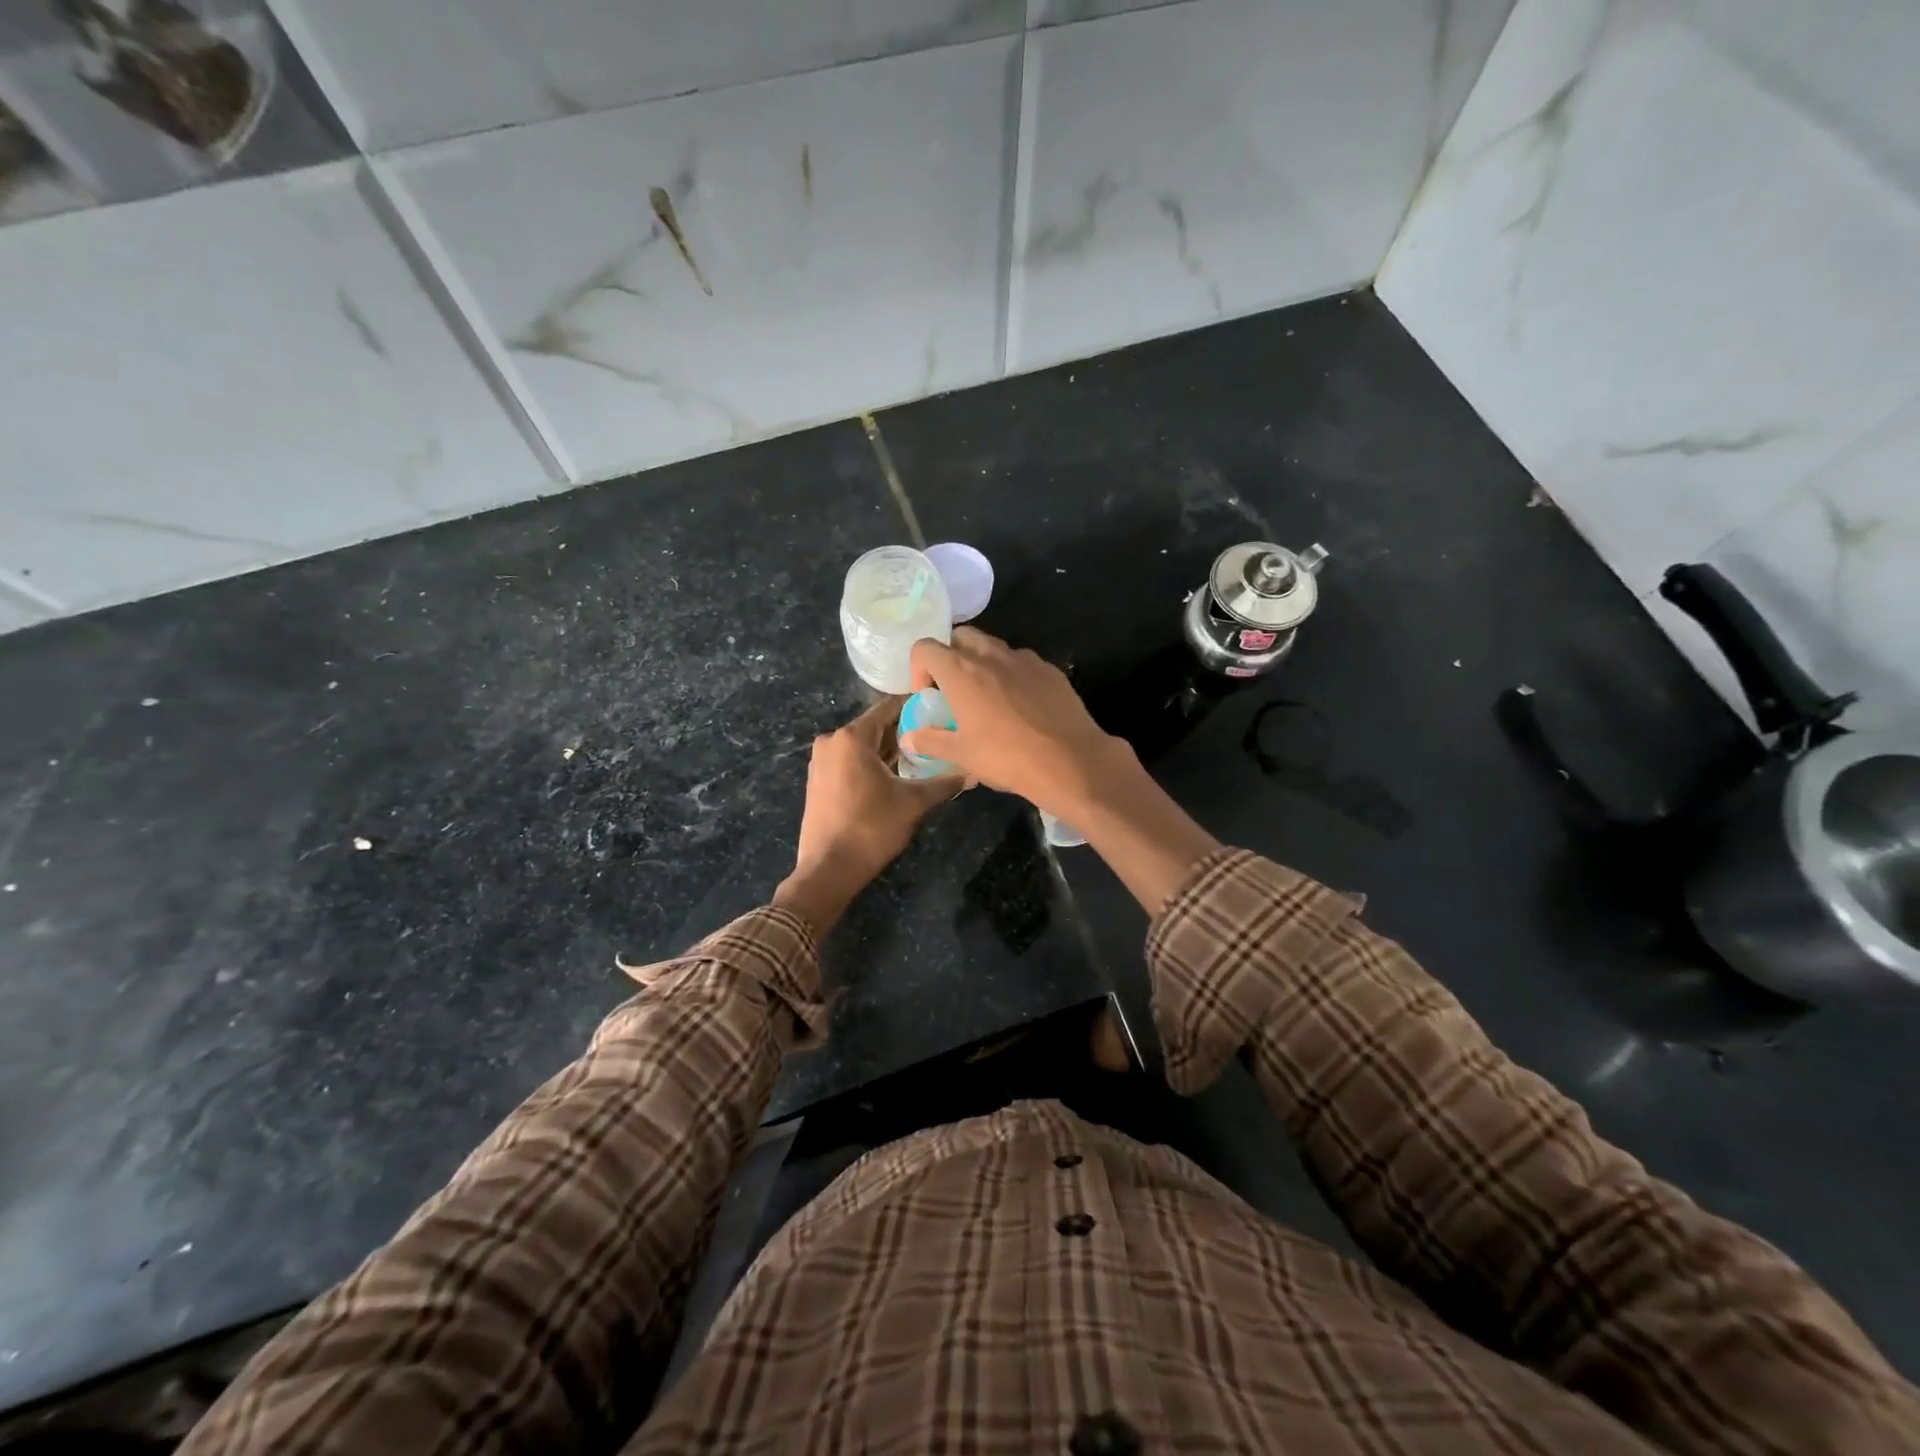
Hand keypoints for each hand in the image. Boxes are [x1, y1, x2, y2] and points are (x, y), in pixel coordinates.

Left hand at [774, 697, 963, 935]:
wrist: (829, 868)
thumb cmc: (872, 827)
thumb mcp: (914, 803)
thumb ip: (944, 783)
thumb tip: (973, 773)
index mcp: (852, 737)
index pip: (889, 708)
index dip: (916, 708)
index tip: (940, 711)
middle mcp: (832, 741)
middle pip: (875, 727)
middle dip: (904, 733)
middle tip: (937, 738)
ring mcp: (821, 761)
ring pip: (862, 747)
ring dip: (889, 751)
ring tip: (921, 758)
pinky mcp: (818, 780)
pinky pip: (850, 762)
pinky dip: (871, 765)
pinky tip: (894, 777)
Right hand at [899, 627, 1130, 819]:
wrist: (1069, 760)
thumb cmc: (1006, 757)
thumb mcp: (961, 755)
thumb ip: (930, 741)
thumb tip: (908, 738)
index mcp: (961, 671)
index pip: (925, 647)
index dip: (918, 667)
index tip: (926, 695)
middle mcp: (990, 655)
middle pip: (961, 637)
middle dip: (951, 656)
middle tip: (954, 689)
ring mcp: (1024, 659)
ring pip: (994, 648)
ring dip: (983, 663)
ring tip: (989, 699)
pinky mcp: (1050, 670)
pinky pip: (1022, 663)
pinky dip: (1013, 675)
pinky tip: (1021, 706)